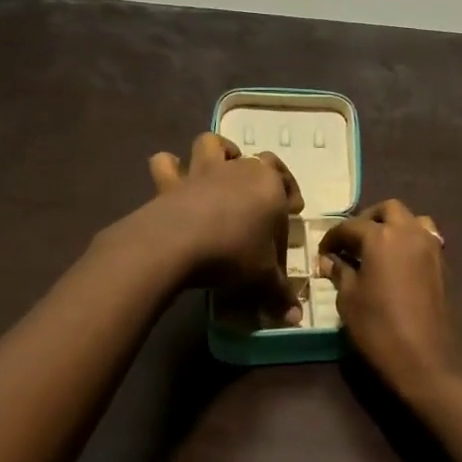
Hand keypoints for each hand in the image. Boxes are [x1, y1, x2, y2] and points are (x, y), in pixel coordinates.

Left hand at [148, 133, 304, 321]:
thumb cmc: (233, 252)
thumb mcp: (263, 277)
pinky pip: (166, 163)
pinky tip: (173, 178)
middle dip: (260, 175)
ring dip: (217, 152)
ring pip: (212, 144)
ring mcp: (203, 172)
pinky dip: (169, 167)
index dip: (290, 196)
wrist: (178, 243)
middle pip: (255, 161)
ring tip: (219, 171)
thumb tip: (296, 318)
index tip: (292, 211)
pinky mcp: (170, 182)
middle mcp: (238, 169)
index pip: (286, 184)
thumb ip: (280, 293)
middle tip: (258, 200)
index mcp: (269, 185)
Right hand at [318, 200, 461, 400]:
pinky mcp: (441, 263)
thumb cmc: (379, 327)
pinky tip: (395, 263)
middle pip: (387, 210)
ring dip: (393, 225)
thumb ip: (340, 272)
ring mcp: (429, 246)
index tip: (322, 254)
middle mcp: (408, 231)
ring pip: (411, 219)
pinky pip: (424, 238)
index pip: (350, 226)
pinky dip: (408, 240)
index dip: (332, 238)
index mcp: (381, 236)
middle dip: (367, 220)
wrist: (426, 358)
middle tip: (351, 242)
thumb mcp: (348, 299)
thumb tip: (330, 260)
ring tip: (376, 248)